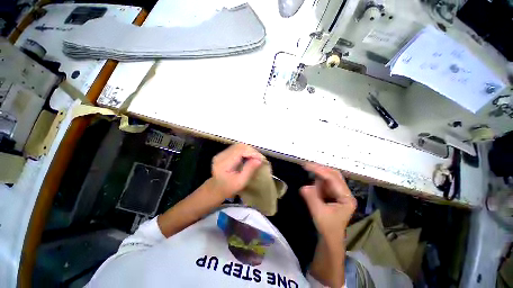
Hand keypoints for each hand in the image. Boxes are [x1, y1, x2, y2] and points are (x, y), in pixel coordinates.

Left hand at [210, 144, 263, 198]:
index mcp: (223, 163)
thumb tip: (259, 160)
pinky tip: (248, 157)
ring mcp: (221, 153)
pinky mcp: (223, 153)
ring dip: (248, 150)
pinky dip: (244, 151)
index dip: (252, 153)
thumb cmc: (228, 188)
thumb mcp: (241, 182)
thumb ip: (249, 170)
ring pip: (238, 146)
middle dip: (251, 151)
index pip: (240, 151)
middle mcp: (221, 155)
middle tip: (259, 158)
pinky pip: (236, 148)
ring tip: (255, 158)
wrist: (215, 189)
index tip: (261, 159)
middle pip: (239, 146)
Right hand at [301, 162, 356, 241]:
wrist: (329, 237)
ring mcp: (339, 192)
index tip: (307, 166)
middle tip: (307, 166)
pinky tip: (313, 188)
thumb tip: (303, 186)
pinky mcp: (333, 194)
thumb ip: (311, 198)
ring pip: (329, 177)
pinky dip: (317, 182)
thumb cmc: (327, 227)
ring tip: (310, 182)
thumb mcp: (318, 213)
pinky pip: (324, 183)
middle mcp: (345, 192)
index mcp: (346, 198)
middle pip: (334, 175)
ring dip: (318, 176)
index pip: (333, 179)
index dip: (320, 171)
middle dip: (320, 170)